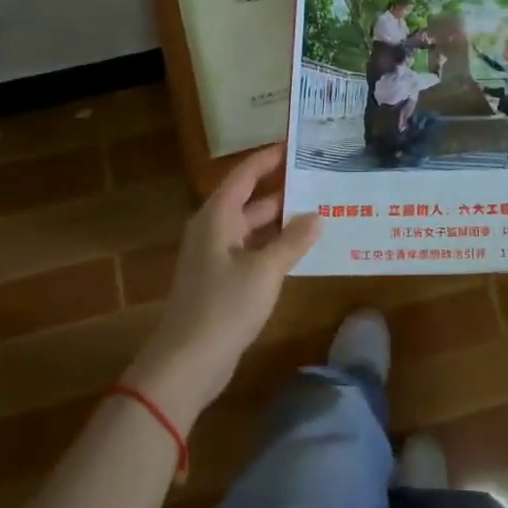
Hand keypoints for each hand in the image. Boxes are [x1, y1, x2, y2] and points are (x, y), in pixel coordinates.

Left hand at [123, 145, 320, 424]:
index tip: (296, 145)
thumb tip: (318, 216)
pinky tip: (302, 249)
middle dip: (284, 190)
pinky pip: (253, 250)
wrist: (186, 362)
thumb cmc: (223, 306)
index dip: (269, 158)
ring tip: (321, 210)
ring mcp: (217, 256)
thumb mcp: (265, 270)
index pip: (245, 174)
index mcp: (218, 217)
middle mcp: (214, 229)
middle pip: (251, 199)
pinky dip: (275, 245)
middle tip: (321, 179)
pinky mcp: (222, 280)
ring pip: (254, 227)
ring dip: (282, 221)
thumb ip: (293, 241)